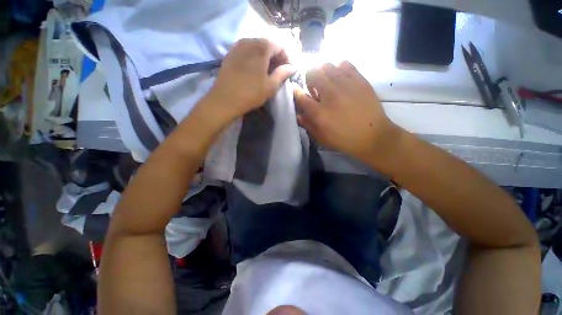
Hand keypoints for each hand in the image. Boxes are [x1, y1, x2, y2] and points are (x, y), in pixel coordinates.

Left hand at [207, 38, 295, 121]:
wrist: (225, 99)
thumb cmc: (251, 93)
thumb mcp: (271, 86)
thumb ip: (283, 74)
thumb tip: (292, 67)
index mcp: (262, 47)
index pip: (280, 47)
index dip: (286, 58)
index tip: (288, 70)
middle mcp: (250, 41)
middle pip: (268, 45)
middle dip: (276, 57)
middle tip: (278, 71)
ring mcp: (238, 46)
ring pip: (256, 47)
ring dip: (265, 57)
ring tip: (267, 71)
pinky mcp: (230, 53)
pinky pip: (246, 51)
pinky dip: (254, 57)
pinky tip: (254, 69)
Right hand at [294, 62, 400, 163]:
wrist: (373, 136)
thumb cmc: (343, 139)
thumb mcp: (321, 138)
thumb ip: (307, 124)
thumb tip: (297, 114)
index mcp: (319, 113)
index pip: (300, 96)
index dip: (296, 92)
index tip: (296, 90)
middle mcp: (330, 95)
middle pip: (312, 74)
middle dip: (308, 79)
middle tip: (313, 87)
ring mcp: (346, 85)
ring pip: (327, 65)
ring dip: (321, 72)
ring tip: (326, 81)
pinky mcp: (359, 80)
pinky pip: (344, 64)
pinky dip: (338, 68)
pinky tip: (339, 77)